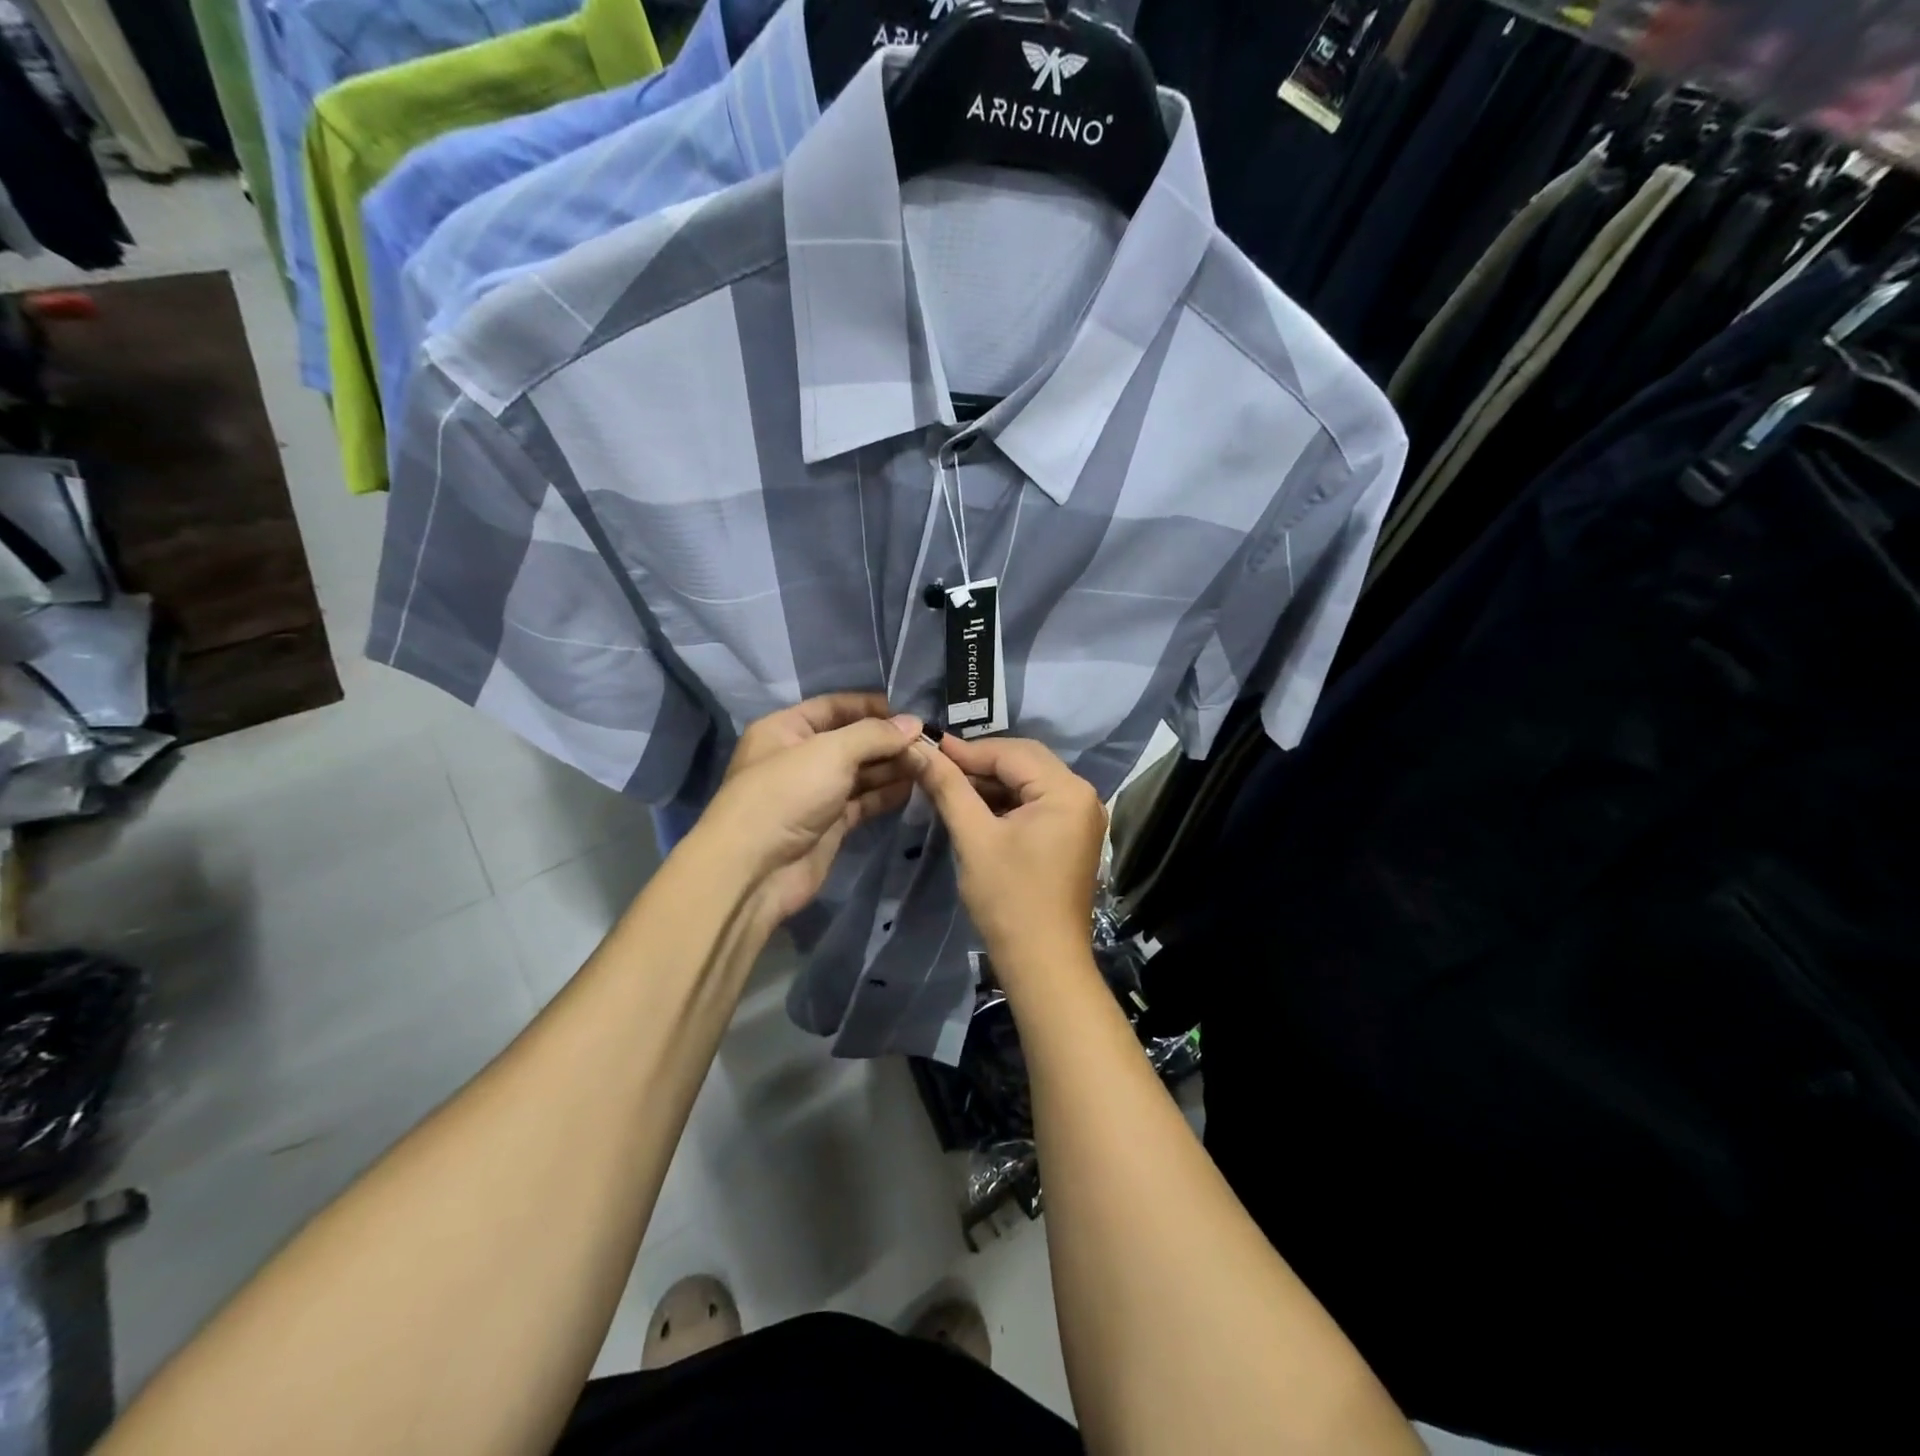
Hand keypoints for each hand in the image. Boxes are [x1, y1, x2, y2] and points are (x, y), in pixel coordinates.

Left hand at [697, 694, 921, 924]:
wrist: (755, 870)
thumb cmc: (786, 795)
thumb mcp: (831, 752)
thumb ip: (875, 735)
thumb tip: (915, 723)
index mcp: (786, 729)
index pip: (835, 706)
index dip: (873, 707)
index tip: (912, 712)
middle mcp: (800, 757)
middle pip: (852, 740)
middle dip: (888, 740)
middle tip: (930, 742)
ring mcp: (815, 793)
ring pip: (860, 773)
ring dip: (892, 767)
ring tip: (930, 763)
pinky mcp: (829, 824)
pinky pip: (863, 802)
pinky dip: (886, 794)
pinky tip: (915, 788)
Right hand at [907, 734, 1106, 981]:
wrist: (1043, 963)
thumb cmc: (1009, 899)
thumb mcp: (974, 838)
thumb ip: (948, 788)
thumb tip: (918, 749)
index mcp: (1067, 791)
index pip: (1012, 753)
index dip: (967, 750)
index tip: (927, 748)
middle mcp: (1082, 796)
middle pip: (1025, 763)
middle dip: (980, 764)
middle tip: (936, 766)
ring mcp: (1080, 817)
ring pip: (1029, 783)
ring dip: (991, 783)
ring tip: (949, 785)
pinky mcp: (1072, 836)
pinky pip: (1036, 804)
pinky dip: (1006, 803)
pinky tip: (975, 807)